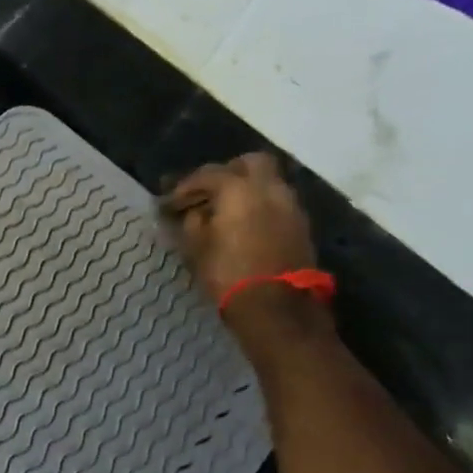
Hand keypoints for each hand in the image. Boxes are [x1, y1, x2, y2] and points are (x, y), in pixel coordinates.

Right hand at [162, 153, 316, 304]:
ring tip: (227, 211)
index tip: (171, 202)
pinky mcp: (301, 227)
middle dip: (229, 172)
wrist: (277, 309)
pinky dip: (262, 206)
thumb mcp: (196, 247)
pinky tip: (246, 225)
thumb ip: (192, 221)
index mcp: (238, 189)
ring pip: (269, 182)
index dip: (186, 187)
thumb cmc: (228, 273)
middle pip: (250, 163)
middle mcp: (269, 189)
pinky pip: (278, 203)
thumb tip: (193, 212)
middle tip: (209, 192)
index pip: (208, 175)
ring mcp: (290, 207)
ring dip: (248, 190)